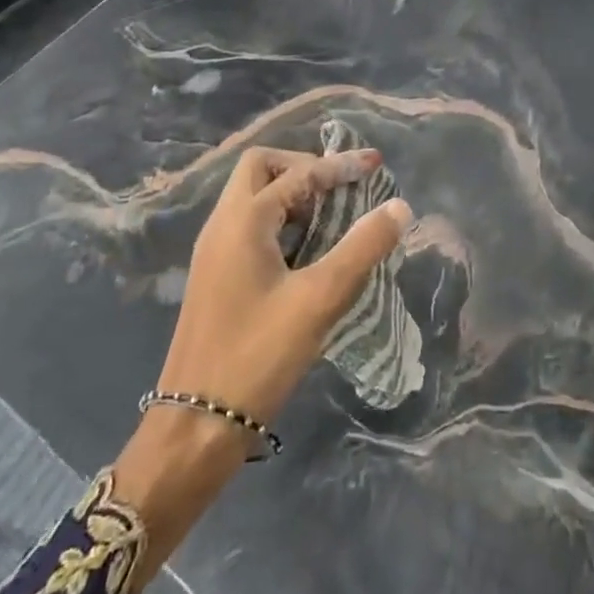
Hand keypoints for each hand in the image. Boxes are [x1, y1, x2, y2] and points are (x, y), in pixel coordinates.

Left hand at [112, 145, 409, 578]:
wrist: (193, 429)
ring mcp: (214, 252)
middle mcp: (222, 226)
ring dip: (293, 192)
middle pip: (261, 168)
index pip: (298, 174)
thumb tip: (399, 206)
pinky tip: (308, 248)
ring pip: (253, 197)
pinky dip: (281, 219)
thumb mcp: (319, 300)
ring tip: (333, 212)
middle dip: (304, 167)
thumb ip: (362, 248)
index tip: (375, 164)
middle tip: (341, 185)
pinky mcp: (216, 277)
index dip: (339, 165)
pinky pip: (250, 226)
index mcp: (243, 221)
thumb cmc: (257, 358)